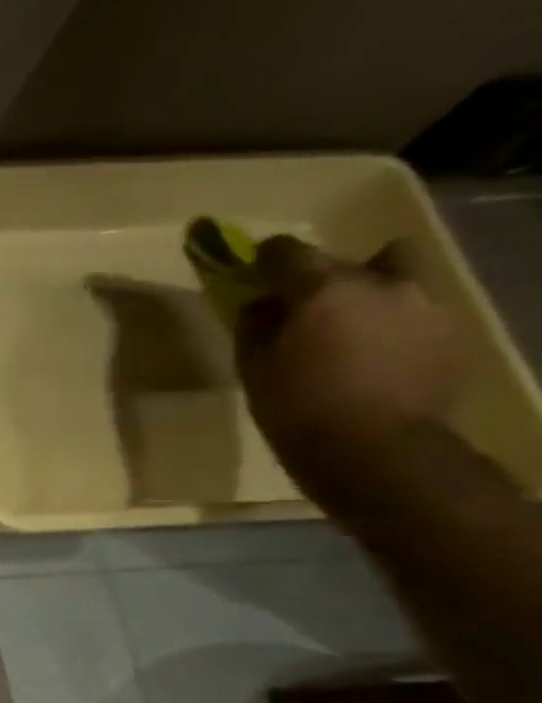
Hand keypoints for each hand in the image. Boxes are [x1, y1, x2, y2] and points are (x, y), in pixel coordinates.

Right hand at [238, 235, 465, 483]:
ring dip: (367, 294)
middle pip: (347, 261)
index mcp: (324, 290)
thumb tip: (262, 305)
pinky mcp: (450, 334)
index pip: (287, 252)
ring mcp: (425, 307)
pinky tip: (373, 355)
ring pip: (394, 279)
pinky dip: (390, 323)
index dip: (266, 258)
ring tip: (346, 329)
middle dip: (322, 277)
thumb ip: (256, 326)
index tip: (254, 270)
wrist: (376, 450)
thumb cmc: (297, 407)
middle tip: (302, 306)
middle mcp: (381, 284)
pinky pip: (414, 312)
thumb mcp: (253, 368)